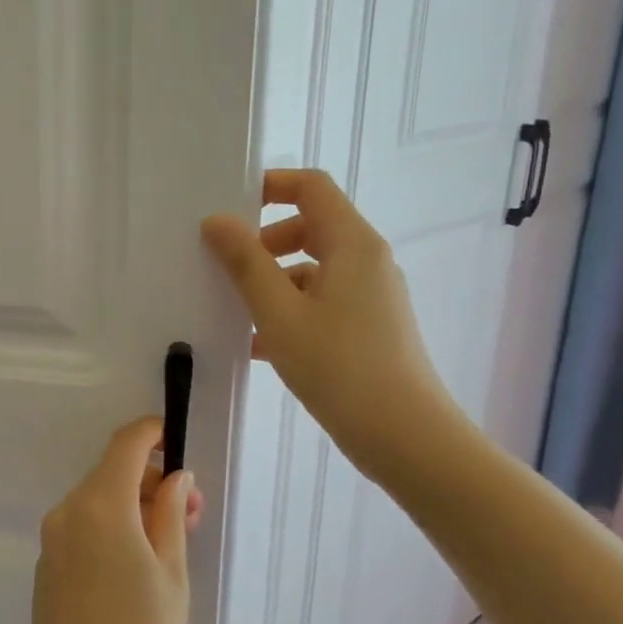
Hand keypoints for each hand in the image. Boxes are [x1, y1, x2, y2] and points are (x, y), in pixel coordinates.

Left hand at [28, 418, 201, 623]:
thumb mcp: (171, 576)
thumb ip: (169, 516)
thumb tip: (174, 477)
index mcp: (100, 507)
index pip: (125, 445)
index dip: (151, 433)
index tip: (176, 441)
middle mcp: (68, 512)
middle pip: (111, 474)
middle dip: (151, 481)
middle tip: (190, 512)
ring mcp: (52, 539)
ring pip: (97, 501)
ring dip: (133, 506)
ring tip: (171, 541)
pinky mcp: (46, 564)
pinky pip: (82, 527)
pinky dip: (111, 527)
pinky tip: (137, 564)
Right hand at [200, 169, 459, 480]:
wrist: (406, 438)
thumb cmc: (340, 367)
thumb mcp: (279, 313)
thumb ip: (246, 263)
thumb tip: (216, 221)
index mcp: (352, 244)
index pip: (311, 187)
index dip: (269, 185)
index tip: (228, 207)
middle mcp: (367, 261)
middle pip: (310, 226)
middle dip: (263, 240)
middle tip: (225, 265)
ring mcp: (371, 296)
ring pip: (312, 268)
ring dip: (271, 280)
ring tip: (233, 311)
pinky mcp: (368, 327)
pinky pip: (320, 300)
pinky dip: (288, 309)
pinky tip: (256, 345)